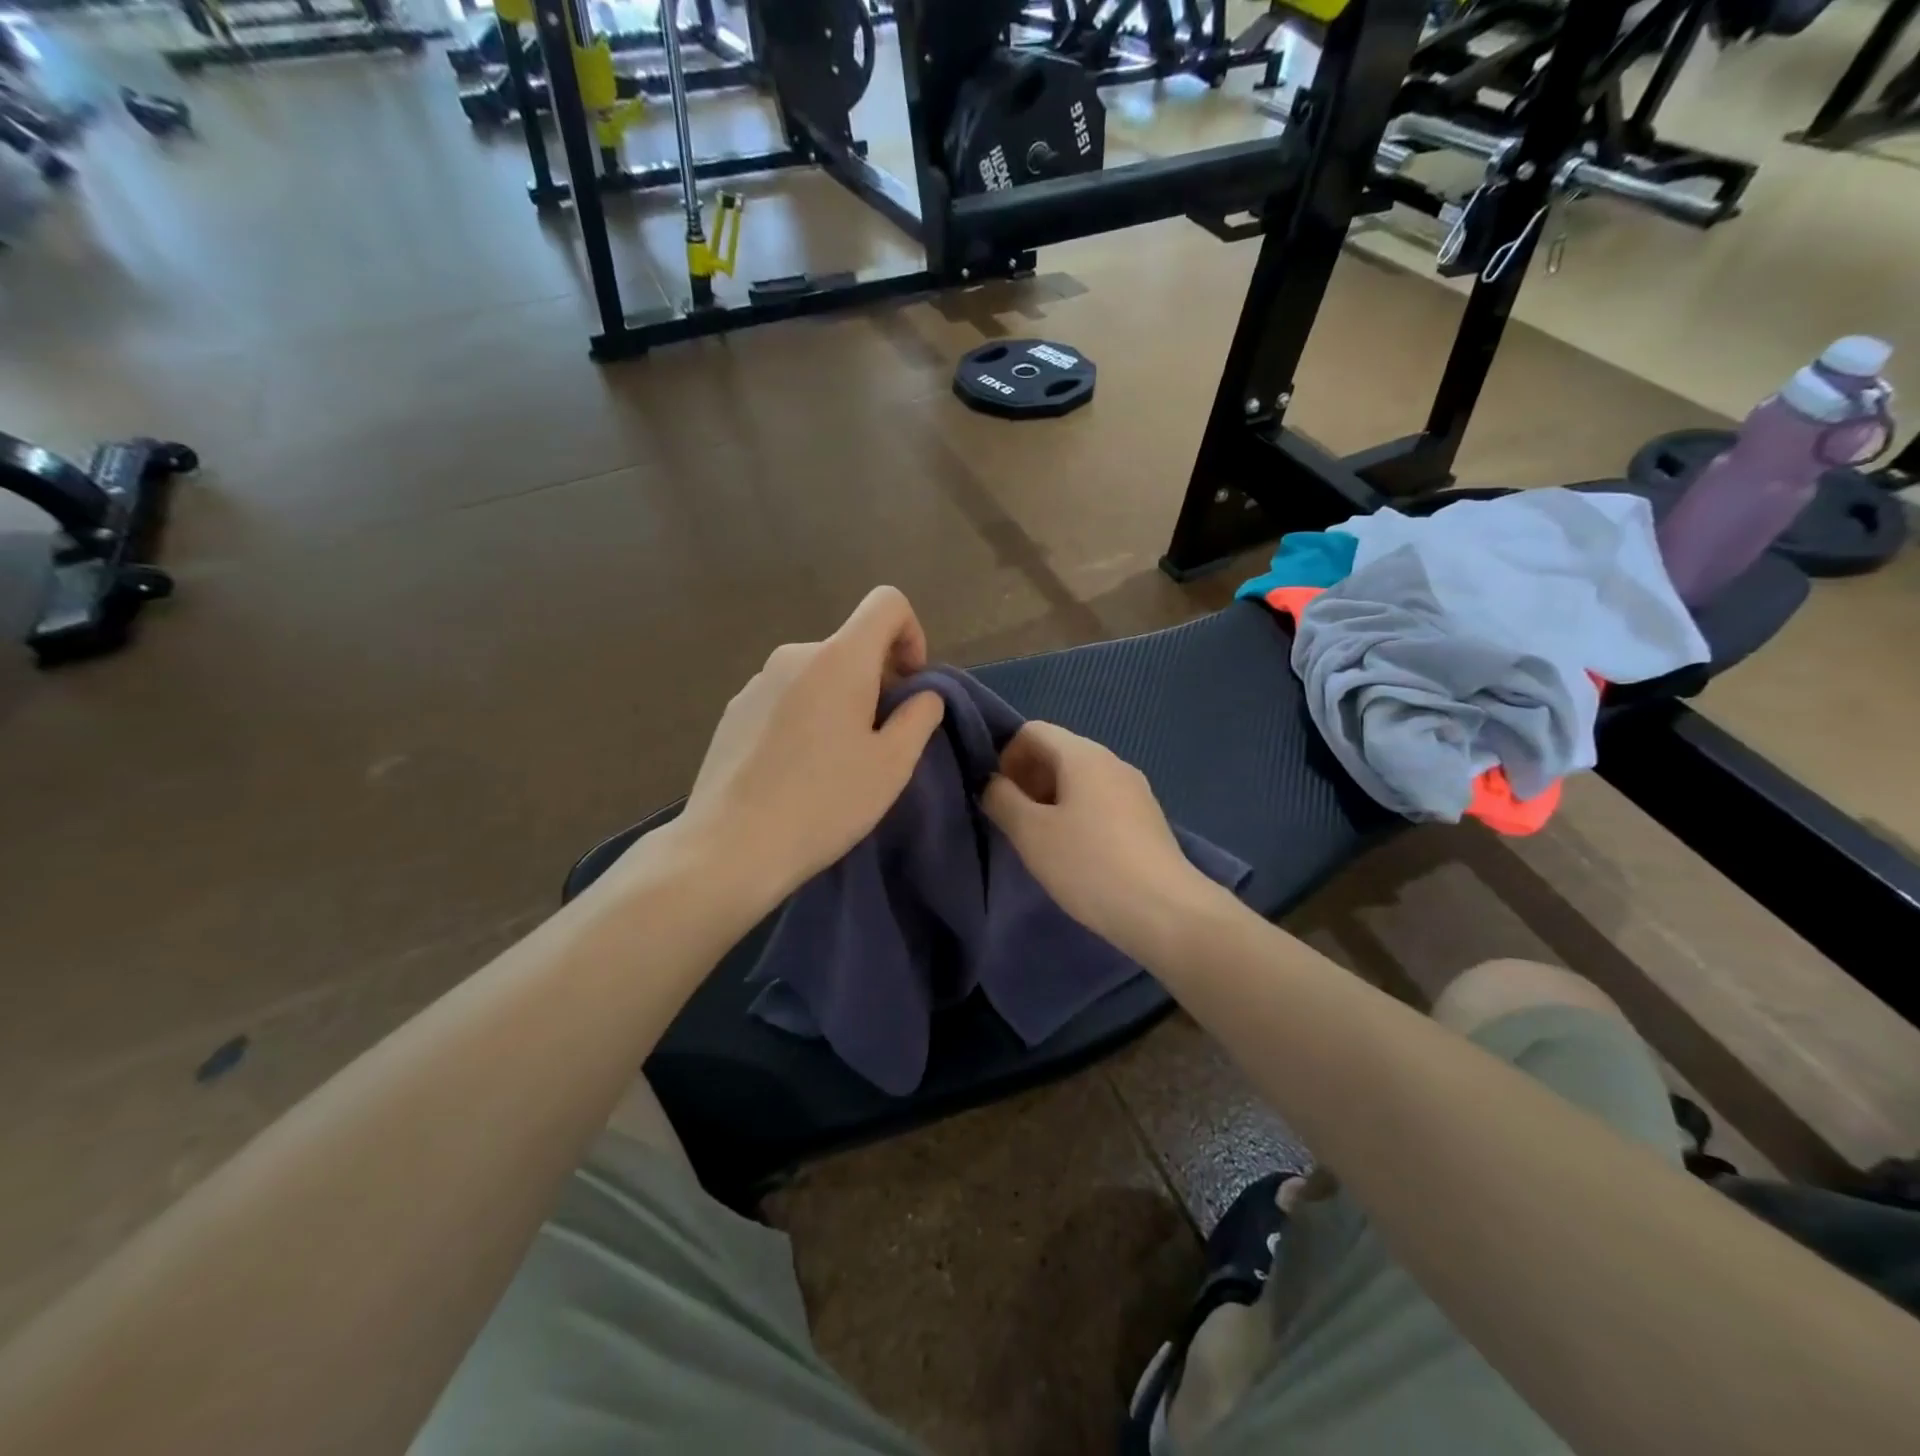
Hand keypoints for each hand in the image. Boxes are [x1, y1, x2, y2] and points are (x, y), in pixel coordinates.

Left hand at [654, 586, 945, 909]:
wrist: (731, 846)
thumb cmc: (825, 802)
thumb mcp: (892, 765)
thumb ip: (920, 716)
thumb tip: (924, 694)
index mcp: (839, 659)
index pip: (887, 603)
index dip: (911, 633)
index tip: (911, 686)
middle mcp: (794, 656)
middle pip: (852, 645)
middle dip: (878, 680)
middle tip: (881, 740)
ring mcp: (757, 682)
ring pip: (818, 674)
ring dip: (841, 700)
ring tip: (837, 761)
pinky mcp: (734, 711)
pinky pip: (786, 697)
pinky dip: (806, 716)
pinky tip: (797, 769)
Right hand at [982, 722, 1217, 960]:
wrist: (1165, 912)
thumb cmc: (1089, 865)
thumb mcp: (1031, 833)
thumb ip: (1002, 800)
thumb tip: (992, 784)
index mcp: (1083, 755)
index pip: (1033, 731)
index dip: (1006, 757)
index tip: (999, 797)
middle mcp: (1112, 762)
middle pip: (1058, 753)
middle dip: (1027, 780)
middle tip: (1014, 822)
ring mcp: (1135, 791)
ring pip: (1080, 781)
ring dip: (1050, 801)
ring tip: (1041, 843)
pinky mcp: (1147, 820)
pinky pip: (1101, 803)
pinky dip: (1077, 816)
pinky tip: (1075, 856)